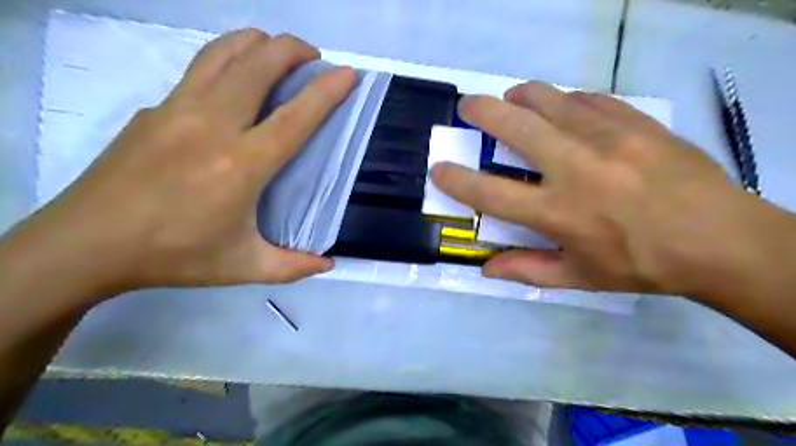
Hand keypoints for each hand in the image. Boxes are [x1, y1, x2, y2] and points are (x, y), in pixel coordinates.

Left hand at [6, 29, 353, 297]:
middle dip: (293, 49)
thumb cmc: (174, 255)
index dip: (326, 91)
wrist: (87, 244)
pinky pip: (200, 69)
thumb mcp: (243, 267)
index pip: (294, 117)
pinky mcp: (155, 108)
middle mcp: (212, 125)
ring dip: (259, 43)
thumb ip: (292, 267)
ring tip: (278, 53)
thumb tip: (328, 265)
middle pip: (258, 64)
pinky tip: (236, 81)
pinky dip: (228, 59)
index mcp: (241, 165)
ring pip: (224, 53)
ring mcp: (178, 109)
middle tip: (314, 59)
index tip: (348, 73)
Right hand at [430, 82, 781, 296]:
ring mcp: (607, 138)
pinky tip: (563, 106)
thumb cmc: (641, 264)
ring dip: (521, 95)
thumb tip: (485, 269)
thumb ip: (527, 269)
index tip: (439, 168)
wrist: (720, 239)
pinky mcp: (634, 122)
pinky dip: (565, 100)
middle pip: (515, 127)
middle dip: (482, 112)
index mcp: (557, 212)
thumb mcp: (580, 277)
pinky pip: (588, 99)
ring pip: (550, 100)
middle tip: (467, 106)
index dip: (457, 180)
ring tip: (511, 97)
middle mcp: (575, 169)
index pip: (490, 193)